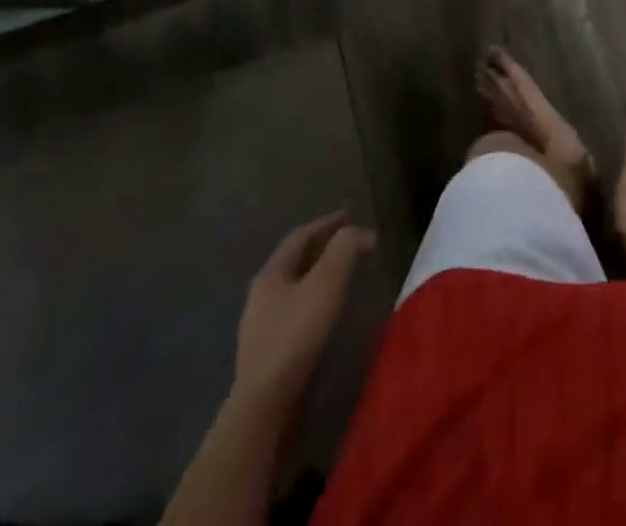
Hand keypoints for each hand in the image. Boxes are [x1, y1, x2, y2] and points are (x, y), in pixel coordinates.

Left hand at [234, 212, 375, 411]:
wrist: (265, 409)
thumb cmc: (295, 337)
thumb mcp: (326, 284)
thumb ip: (345, 250)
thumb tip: (363, 232)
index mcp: (271, 273)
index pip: (300, 236)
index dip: (327, 223)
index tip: (351, 215)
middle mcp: (262, 296)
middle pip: (295, 261)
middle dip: (323, 248)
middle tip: (351, 244)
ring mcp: (262, 328)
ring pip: (295, 289)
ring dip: (320, 276)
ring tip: (345, 276)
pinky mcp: (269, 356)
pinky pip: (296, 314)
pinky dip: (316, 302)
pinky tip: (329, 314)